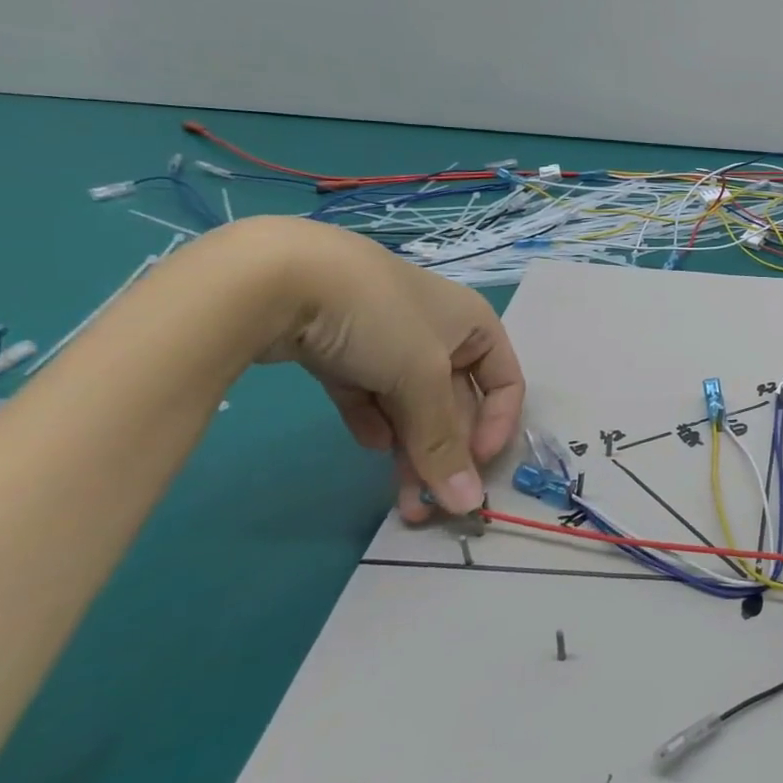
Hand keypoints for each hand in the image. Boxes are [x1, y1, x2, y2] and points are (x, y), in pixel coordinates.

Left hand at [248, 219, 525, 521]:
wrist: (278, 277)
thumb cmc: (382, 318)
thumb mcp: (422, 379)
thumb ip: (443, 442)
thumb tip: (468, 504)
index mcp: (474, 325)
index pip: (504, 382)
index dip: (498, 425)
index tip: (475, 466)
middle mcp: (439, 332)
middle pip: (454, 402)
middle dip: (446, 452)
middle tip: (429, 505)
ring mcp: (387, 341)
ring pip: (410, 405)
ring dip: (410, 450)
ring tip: (400, 499)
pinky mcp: (341, 352)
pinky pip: (370, 396)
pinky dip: (374, 422)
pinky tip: (371, 444)